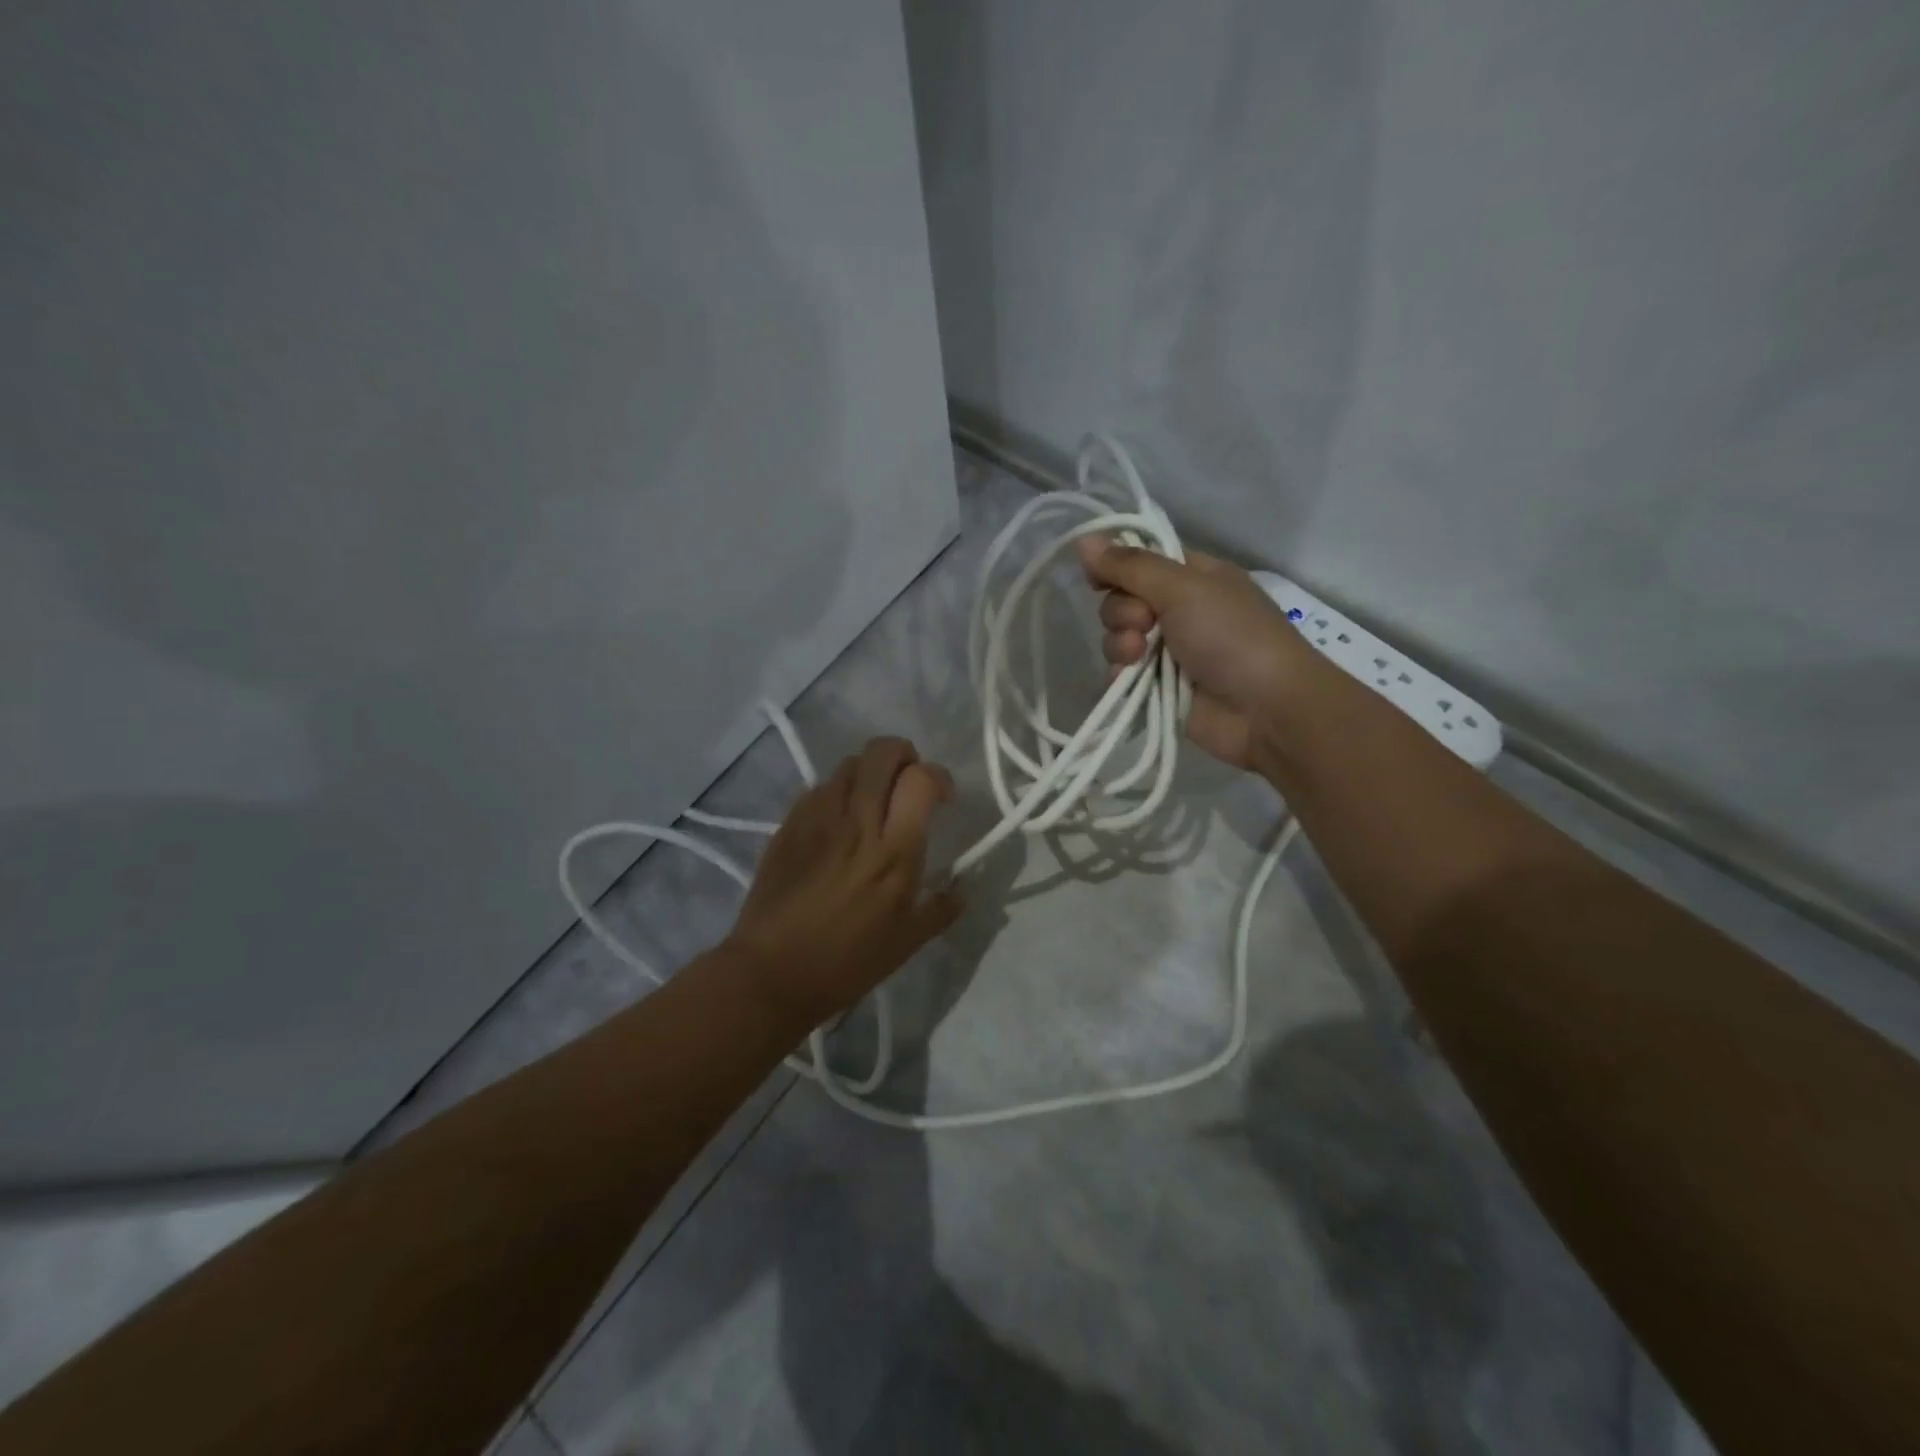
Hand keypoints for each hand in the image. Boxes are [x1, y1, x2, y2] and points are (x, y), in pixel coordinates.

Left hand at [727, 736, 961, 1025]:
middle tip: (907, 782)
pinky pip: (819, 787)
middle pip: (882, 752)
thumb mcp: (906, 944)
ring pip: (849, 763)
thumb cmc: (846, 963)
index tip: (942, 798)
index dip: (938, 777)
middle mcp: (858, 821)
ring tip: (872, 799)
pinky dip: (838, 791)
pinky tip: (838, 821)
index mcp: (894, 850)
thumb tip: (963, 889)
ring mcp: (818, 818)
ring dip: (869, 771)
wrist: (770, 974)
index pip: (921, 778)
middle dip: (903, 755)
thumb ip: (941, 909)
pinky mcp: (789, 824)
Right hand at [1077, 537, 1314, 770]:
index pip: (1141, 560)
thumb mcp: (1183, 588)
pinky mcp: (1157, 686)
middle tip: (1145, 623)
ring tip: (1138, 655)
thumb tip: (1084, 539)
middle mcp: (1179, 609)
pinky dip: (1121, 674)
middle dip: (1122, 611)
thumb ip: (1131, 565)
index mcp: (1193, 576)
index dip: (1116, 565)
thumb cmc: (1231, 636)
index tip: (1097, 576)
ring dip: (1120, 643)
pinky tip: (1131, 679)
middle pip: (1122, 599)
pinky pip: (1121, 672)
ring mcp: (1168, 650)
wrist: (1265, 708)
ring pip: (1117, 636)